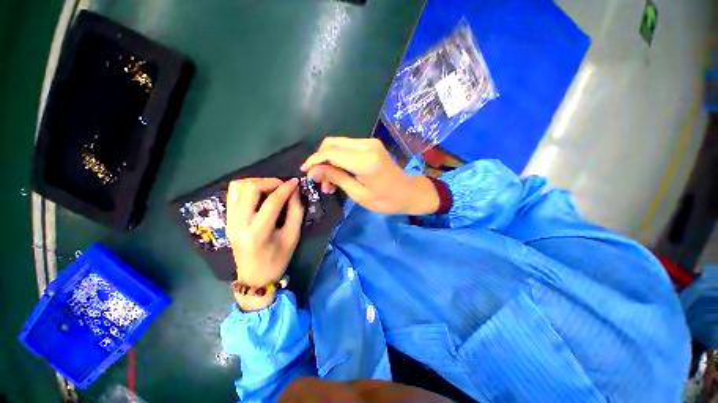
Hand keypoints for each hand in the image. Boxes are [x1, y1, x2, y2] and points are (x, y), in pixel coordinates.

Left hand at [226, 178, 303, 310]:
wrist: (254, 277)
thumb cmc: (277, 260)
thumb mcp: (293, 237)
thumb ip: (296, 211)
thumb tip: (294, 191)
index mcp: (257, 234)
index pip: (271, 202)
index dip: (285, 189)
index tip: (296, 182)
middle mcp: (238, 224)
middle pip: (249, 189)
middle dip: (269, 182)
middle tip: (283, 186)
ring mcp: (229, 221)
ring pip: (237, 187)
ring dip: (257, 182)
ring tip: (272, 188)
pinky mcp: (227, 219)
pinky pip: (233, 193)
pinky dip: (248, 187)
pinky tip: (260, 194)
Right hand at [300, 137, 439, 214]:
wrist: (408, 193)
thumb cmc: (386, 200)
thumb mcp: (358, 194)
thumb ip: (336, 178)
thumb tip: (313, 171)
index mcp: (365, 160)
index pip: (331, 153)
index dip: (314, 161)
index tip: (305, 173)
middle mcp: (367, 145)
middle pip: (332, 143)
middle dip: (320, 160)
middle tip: (319, 181)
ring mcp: (369, 143)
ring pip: (338, 144)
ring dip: (329, 161)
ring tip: (328, 183)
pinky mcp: (370, 145)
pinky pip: (347, 148)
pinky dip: (338, 159)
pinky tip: (338, 175)